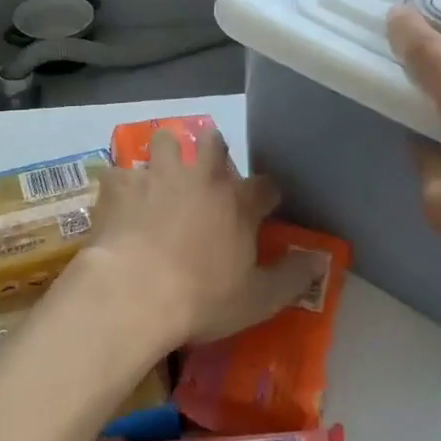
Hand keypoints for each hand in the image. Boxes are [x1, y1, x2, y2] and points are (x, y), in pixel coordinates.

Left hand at [73, 128, 314, 349]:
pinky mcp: (121, 184)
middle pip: (213, 142)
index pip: (265, 185)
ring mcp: (158, 175)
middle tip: (207, 170)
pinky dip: (121, 183)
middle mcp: (201, 177)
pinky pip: (120, 171)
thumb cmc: (201, 299)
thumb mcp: (258, 299)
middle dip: (213, 148)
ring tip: (161, 172)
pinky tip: (119, 200)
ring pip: (166, 140)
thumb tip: (322, 260)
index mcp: (238, 202)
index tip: (265, 204)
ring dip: (167, 152)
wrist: (133, 293)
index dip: (267, 193)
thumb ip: (293, 277)